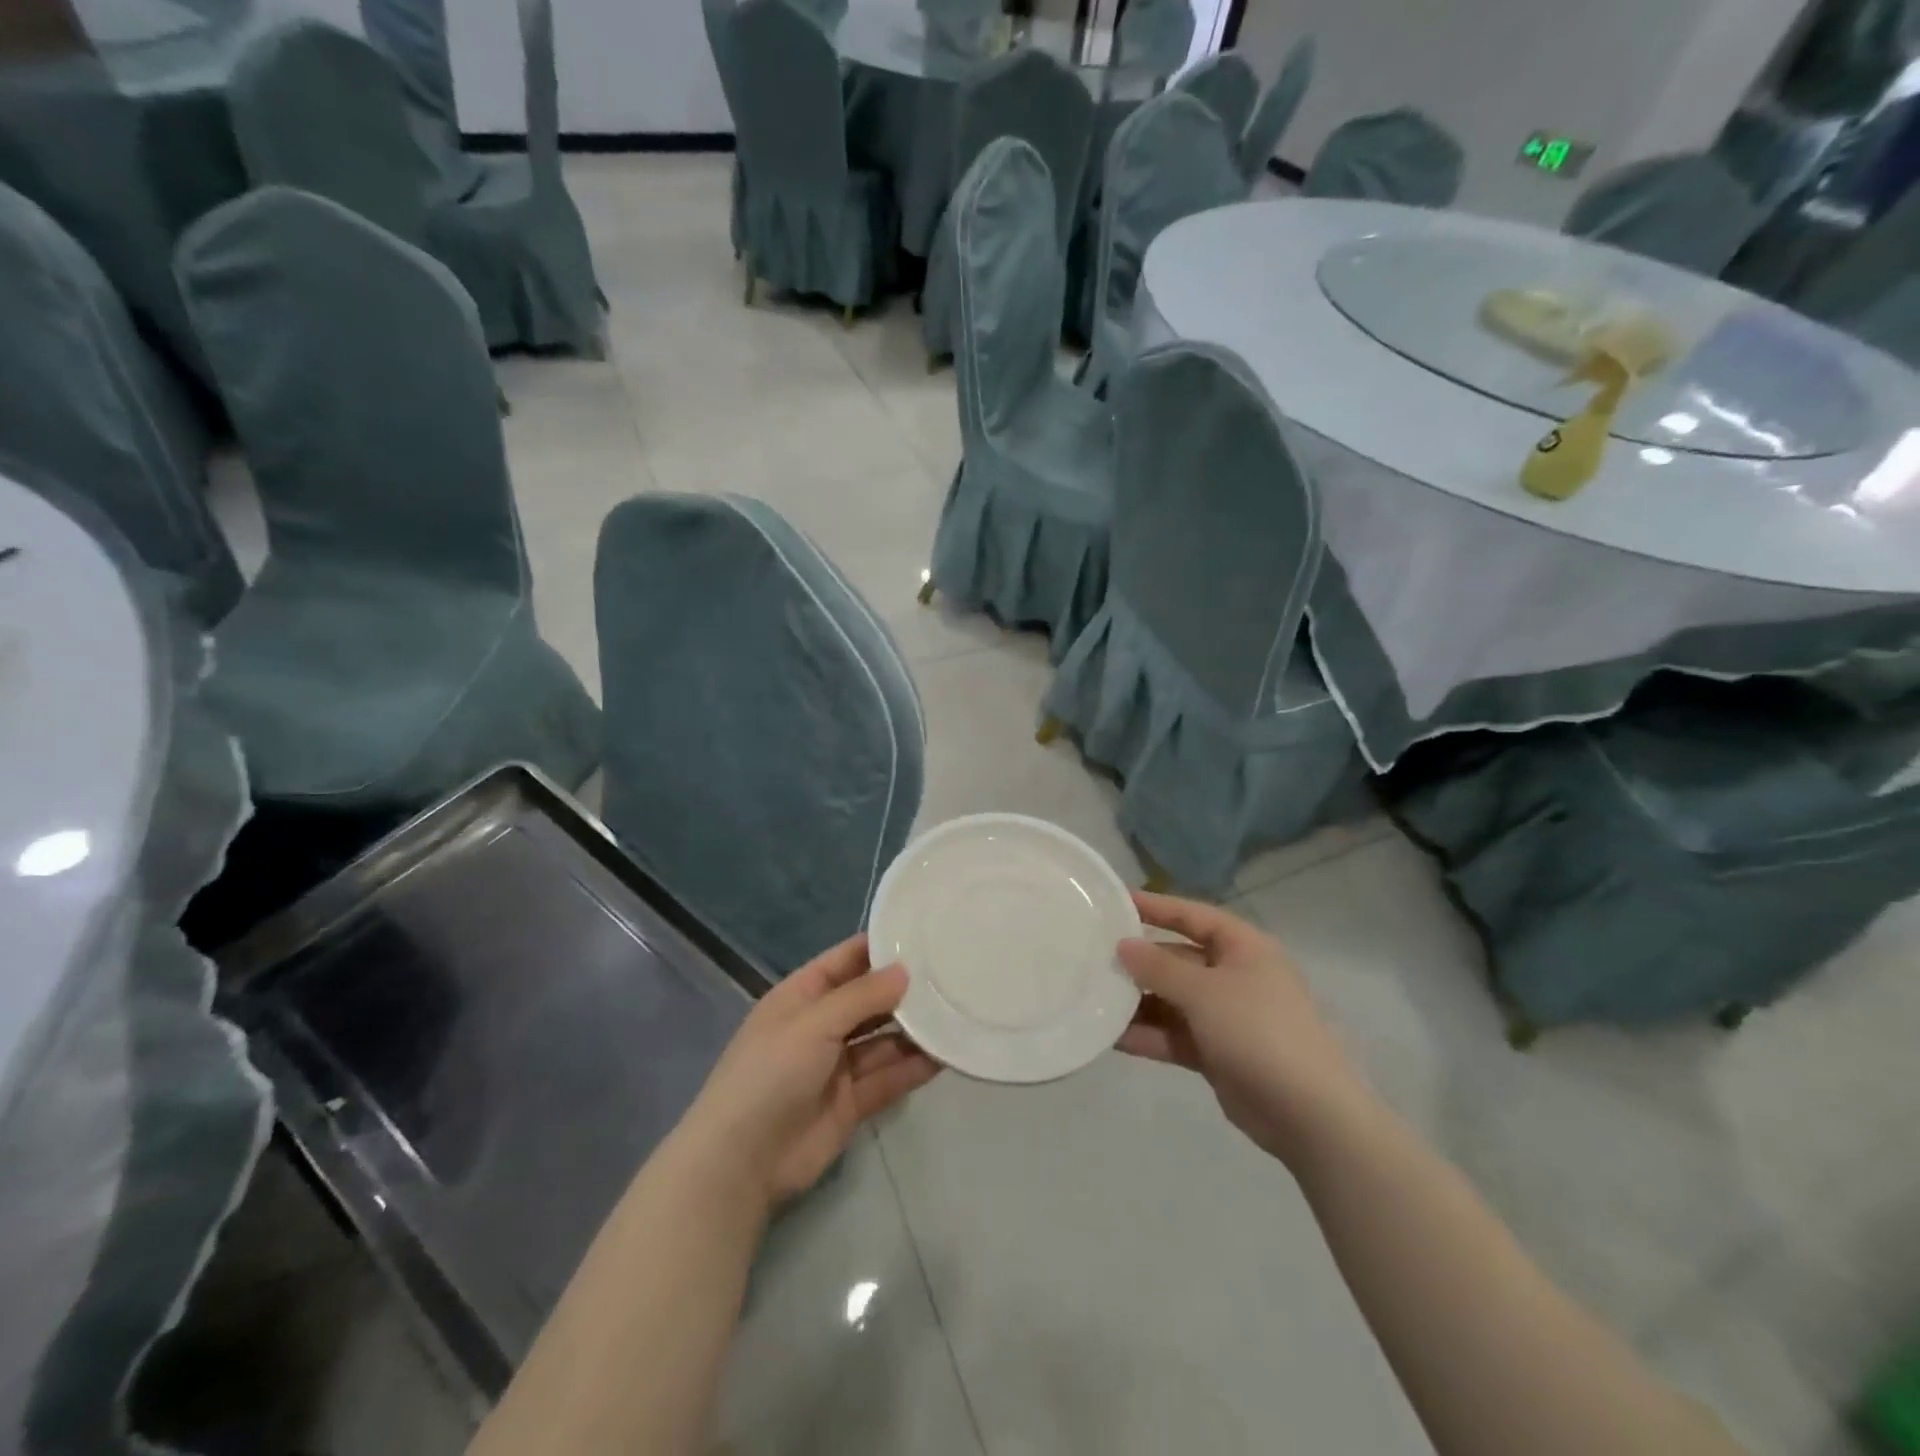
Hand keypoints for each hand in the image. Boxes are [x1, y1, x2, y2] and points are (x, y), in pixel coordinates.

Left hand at [677, 934, 939, 1209]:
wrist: (740, 1162)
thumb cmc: (770, 1074)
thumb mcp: (814, 1024)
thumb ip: (862, 997)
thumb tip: (905, 970)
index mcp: (802, 996)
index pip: (847, 960)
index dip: (881, 948)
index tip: (925, 937)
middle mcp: (822, 1025)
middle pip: (870, 1000)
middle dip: (905, 991)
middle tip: (953, 976)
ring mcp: (837, 1066)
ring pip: (884, 1040)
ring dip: (914, 1031)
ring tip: (956, 1015)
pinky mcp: (852, 1103)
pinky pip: (888, 1077)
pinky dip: (913, 1068)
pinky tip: (945, 1056)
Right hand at [1117, 891, 1373, 1167]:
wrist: (1309, 1114)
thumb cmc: (1259, 1031)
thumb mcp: (1204, 991)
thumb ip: (1159, 967)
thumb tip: (1123, 945)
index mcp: (1243, 948)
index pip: (1193, 915)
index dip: (1156, 906)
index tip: (1115, 901)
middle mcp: (1235, 976)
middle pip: (1179, 958)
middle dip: (1140, 961)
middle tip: (1093, 958)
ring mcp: (1227, 1016)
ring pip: (1173, 1000)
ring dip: (1138, 1002)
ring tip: (1093, 998)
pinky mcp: (1218, 1052)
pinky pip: (1175, 1034)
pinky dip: (1149, 1035)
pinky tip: (1112, 1037)